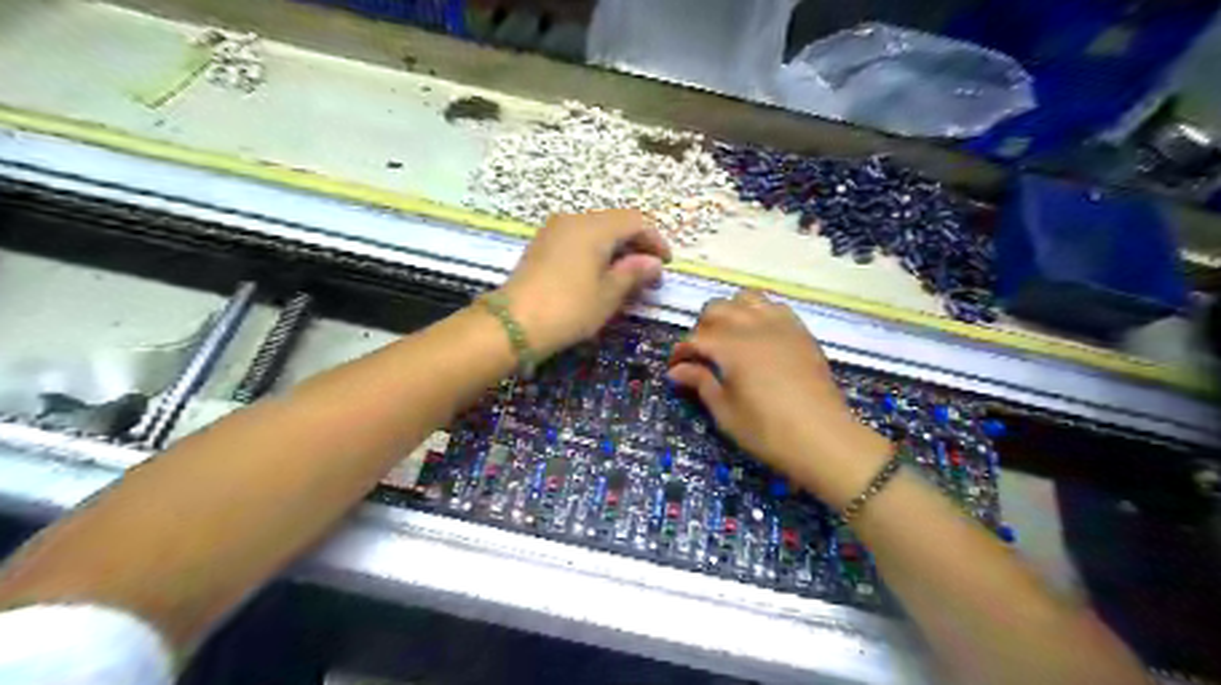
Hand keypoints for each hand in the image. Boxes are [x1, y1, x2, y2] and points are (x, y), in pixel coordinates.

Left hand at [502, 207, 671, 358]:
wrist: (513, 323)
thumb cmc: (569, 308)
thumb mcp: (608, 295)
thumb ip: (633, 273)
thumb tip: (653, 263)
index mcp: (594, 227)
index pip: (635, 221)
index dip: (655, 240)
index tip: (665, 264)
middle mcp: (573, 220)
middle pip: (615, 223)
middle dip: (636, 245)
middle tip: (648, 274)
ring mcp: (554, 230)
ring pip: (595, 230)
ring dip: (616, 249)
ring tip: (626, 277)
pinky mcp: (541, 245)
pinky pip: (577, 239)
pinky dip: (595, 251)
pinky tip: (599, 274)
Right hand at [667, 288, 894, 507]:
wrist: (822, 437)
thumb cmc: (767, 430)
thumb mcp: (725, 412)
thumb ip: (700, 383)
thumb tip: (676, 370)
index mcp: (729, 346)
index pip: (694, 339)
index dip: (680, 353)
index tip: (676, 369)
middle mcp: (752, 325)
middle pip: (716, 309)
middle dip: (701, 327)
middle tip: (701, 353)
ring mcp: (780, 324)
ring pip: (745, 299)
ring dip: (730, 313)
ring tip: (729, 337)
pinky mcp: (800, 331)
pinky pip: (774, 306)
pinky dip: (758, 312)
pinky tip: (758, 335)